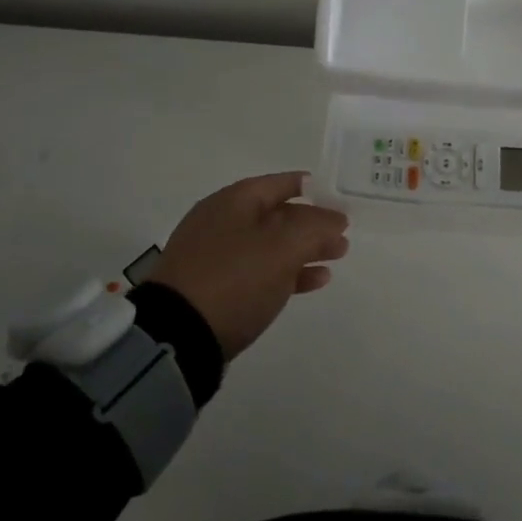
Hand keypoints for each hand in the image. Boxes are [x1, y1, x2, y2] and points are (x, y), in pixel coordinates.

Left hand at [151, 172, 348, 359]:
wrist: (177, 337)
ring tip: (336, 258)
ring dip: (305, 249)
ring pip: (271, 244)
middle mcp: (223, 221)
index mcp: (235, 201)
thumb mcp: (284, 247)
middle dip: (313, 223)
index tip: (341, 200)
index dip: (315, 189)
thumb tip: (336, 219)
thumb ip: (317, 228)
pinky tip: (313, 281)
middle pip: (278, 214)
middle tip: (344, 236)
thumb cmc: (235, 278)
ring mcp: (216, 256)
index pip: (282, 183)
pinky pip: (259, 270)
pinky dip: (287, 272)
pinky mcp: (215, 288)